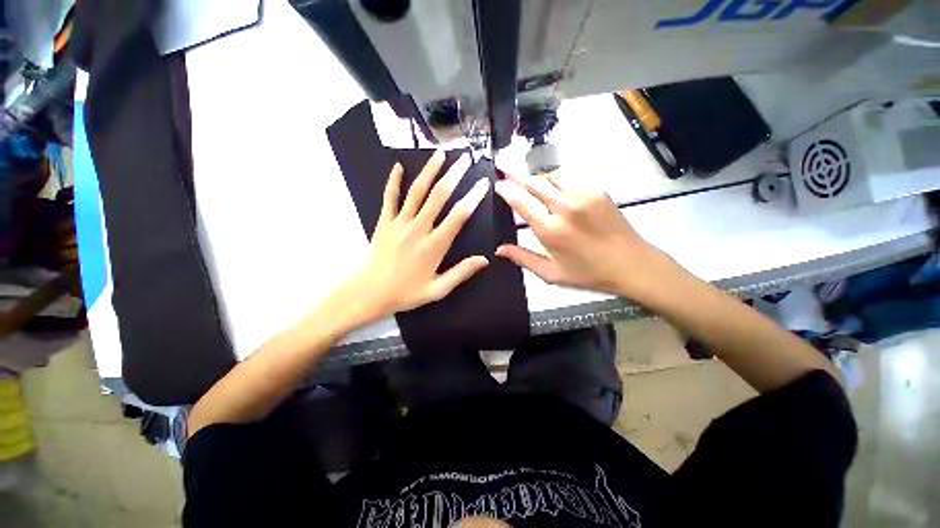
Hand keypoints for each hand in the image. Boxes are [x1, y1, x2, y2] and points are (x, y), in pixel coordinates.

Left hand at [344, 151, 489, 322]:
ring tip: (440, 154)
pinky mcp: (384, 221)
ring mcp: (399, 222)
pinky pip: (390, 197)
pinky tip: (399, 166)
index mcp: (434, 245)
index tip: (483, 183)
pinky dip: (394, 181)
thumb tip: (484, 259)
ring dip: (429, 171)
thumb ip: (461, 272)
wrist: (370, 293)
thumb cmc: (406, 292)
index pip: (458, 216)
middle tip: (465, 159)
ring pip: (416, 191)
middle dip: (454, 175)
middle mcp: (418, 229)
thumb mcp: (438, 289)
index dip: (472, 198)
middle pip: (439, 196)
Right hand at [494, 172, 670, 297]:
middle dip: (517, 176)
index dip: (507, 189)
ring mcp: (583, 195)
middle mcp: (565, 207)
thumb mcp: (551, 273)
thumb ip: (523, 258)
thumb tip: (499, 250)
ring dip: (538, 178)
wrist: (632, 264)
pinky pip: (570, 178)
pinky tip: (555, 190)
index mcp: (551, 230)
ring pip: (552, 175)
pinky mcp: (597, 190)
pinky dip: (557, 180)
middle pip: (534, 182)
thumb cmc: (588, 273)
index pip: (522, 202)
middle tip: (506, 169)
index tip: (499, 183)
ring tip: (531, 185)